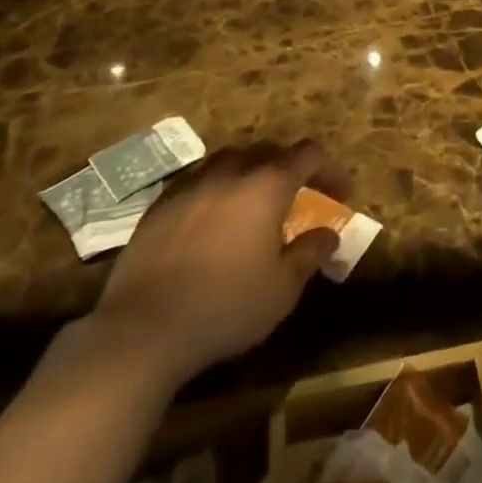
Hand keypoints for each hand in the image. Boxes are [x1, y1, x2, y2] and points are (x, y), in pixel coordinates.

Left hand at [84, 141, 349, 388]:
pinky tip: (211, 221)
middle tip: (297, 197)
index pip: (309, 154)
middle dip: (289, 168)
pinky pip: (197, 181)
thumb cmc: (225, 307)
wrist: (141, 331)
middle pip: (269, 151)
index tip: (339, 194)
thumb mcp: (282, 289)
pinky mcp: (159, 204)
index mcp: (267, 184)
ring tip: (253, 203)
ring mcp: (191, 184)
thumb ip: (310, 253)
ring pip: (230, 160)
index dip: (330, 169)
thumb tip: (330, 233)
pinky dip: (215, 190)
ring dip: (250, 174)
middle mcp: (231, 171)